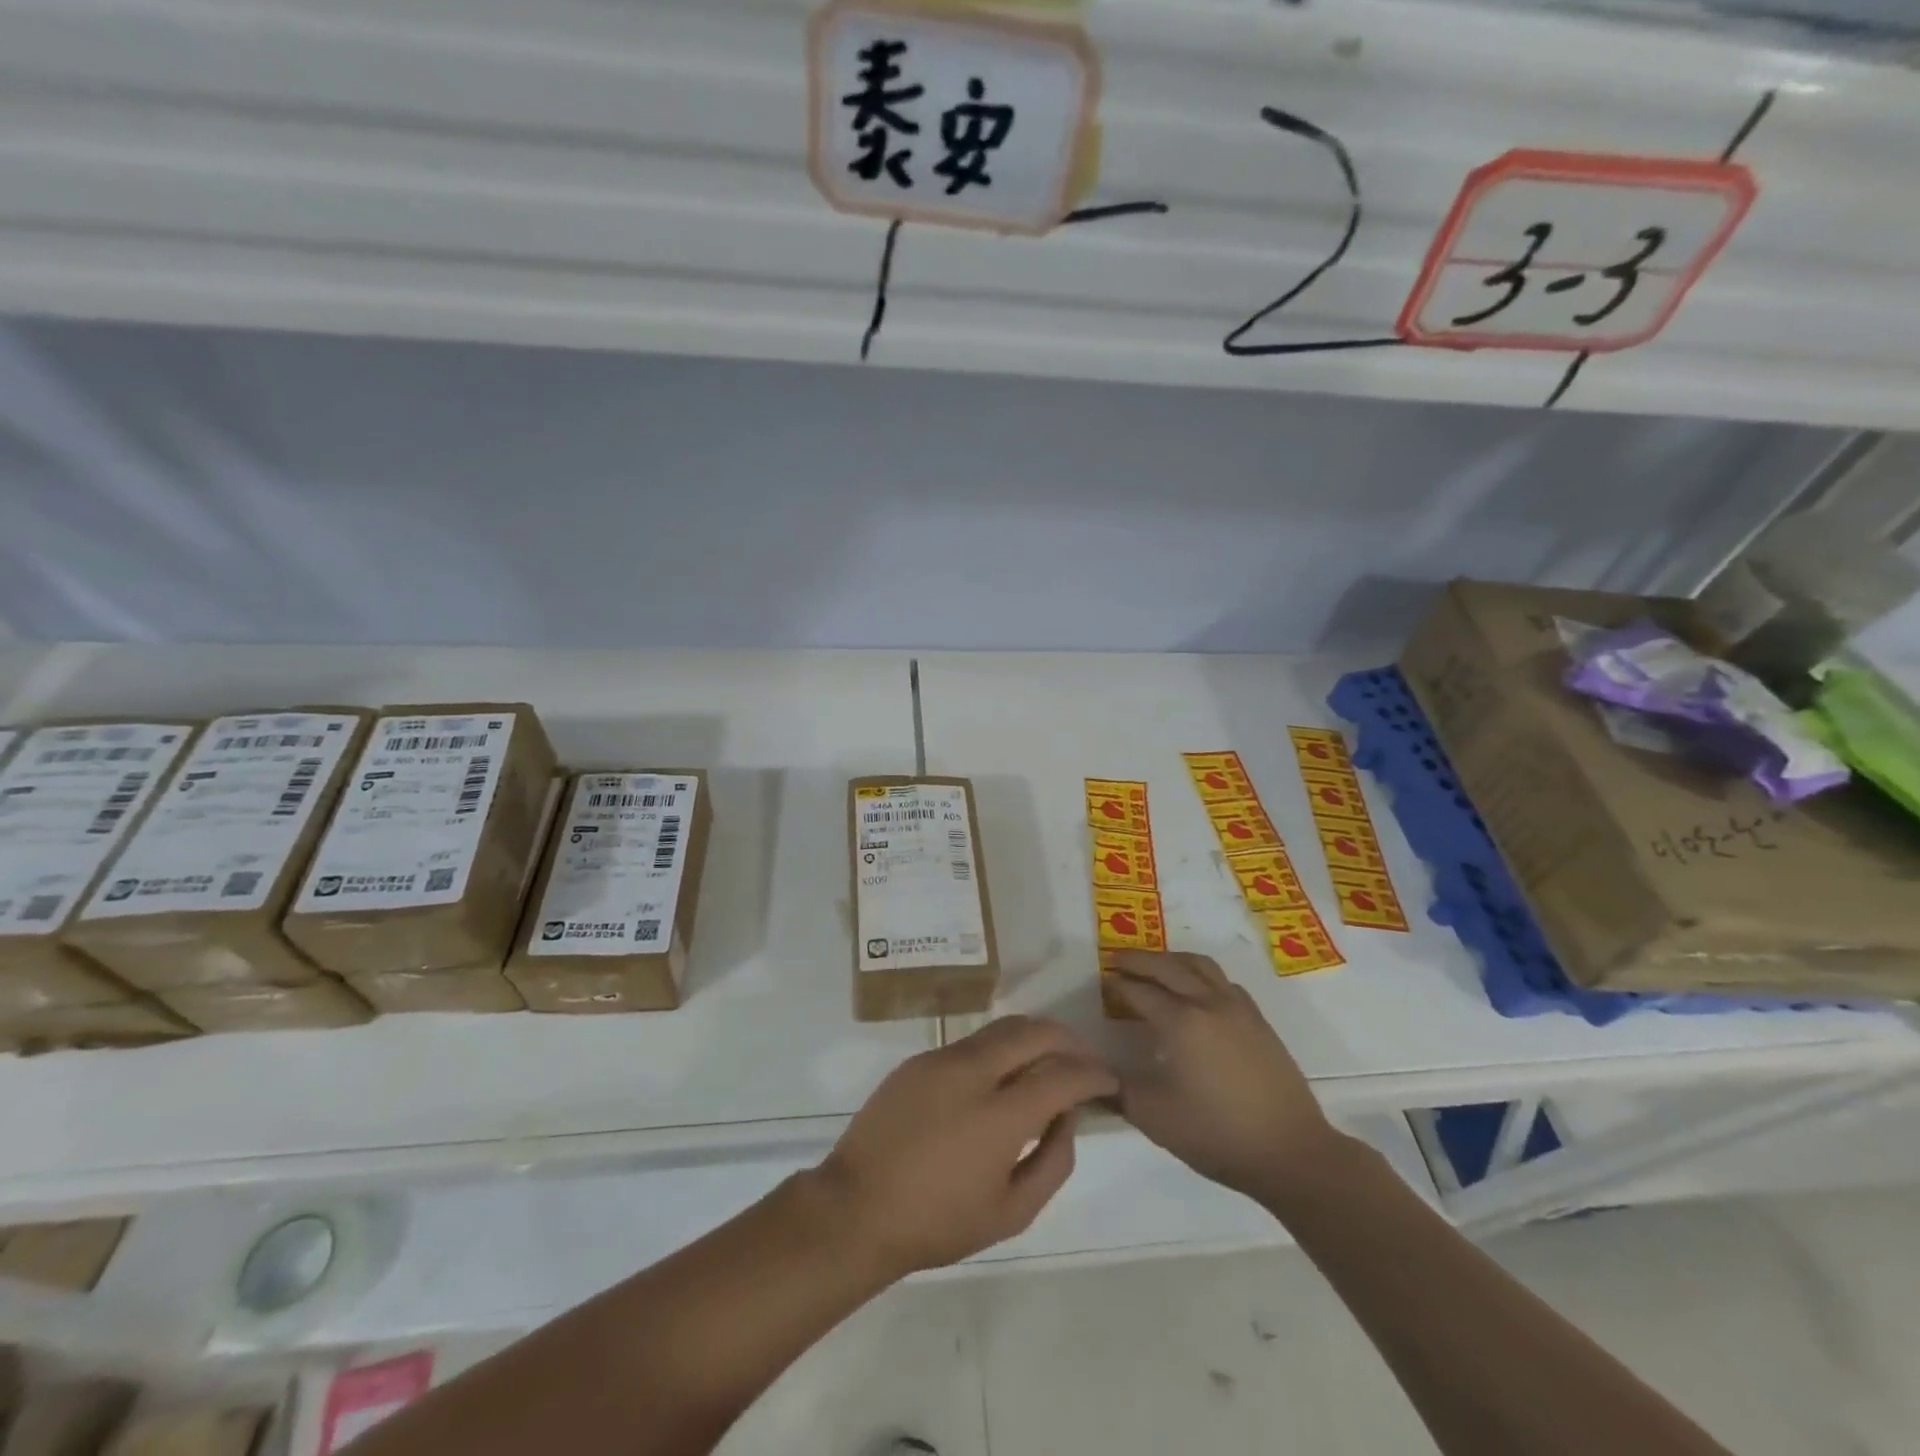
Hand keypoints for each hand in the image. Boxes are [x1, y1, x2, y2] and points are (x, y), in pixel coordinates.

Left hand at [818, 1016, 1117, 1276]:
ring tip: (1050, 1059)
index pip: (1062, 1074)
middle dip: (1069, 1040)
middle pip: (1034, 1032)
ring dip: (1035, 1037)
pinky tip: (1003, 1075)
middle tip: (1085, 1060)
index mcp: (1000, 1114)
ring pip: (1002, 1028)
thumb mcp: (1011, 1212)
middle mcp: (974, 1072)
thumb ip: (1053, 1162)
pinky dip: (1001, 1048)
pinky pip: (973, 1042)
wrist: (855, 1208)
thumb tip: (1067, 1117)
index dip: (1093, 1074)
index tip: (1109, 1081)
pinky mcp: (920, 1059)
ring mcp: (942, 1059)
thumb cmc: (938, 1222)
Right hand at [1107, 951, 1346, 1202]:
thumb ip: (1118, 1090)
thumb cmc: (1217, 1134)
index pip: (1140, 991)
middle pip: (1168, 967)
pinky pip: (1224, 981)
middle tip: (1118, 960)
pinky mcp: (1259, 1021)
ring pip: (1200, 966)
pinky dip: (1202, 974)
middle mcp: (1208, 1003)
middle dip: (1140, 960)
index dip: (1118, 986)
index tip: (1102, 983)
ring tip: (1156, 966)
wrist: (1291, 1152)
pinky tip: (1198, 991)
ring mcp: (1238, 1009)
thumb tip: (1094, 1073)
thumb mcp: (1155, 1117)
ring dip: (1172, 959)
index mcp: (1180, 1022)